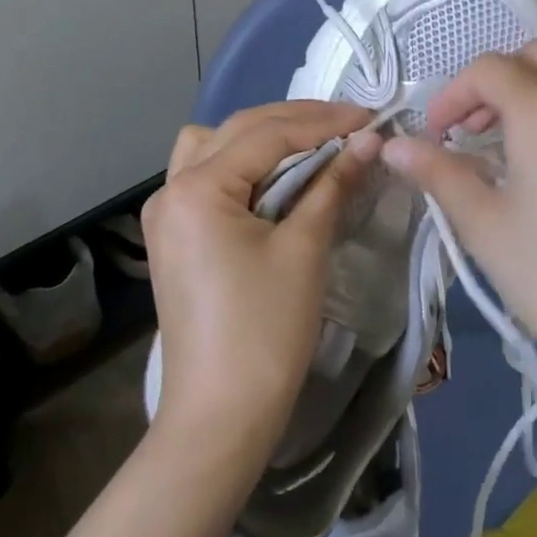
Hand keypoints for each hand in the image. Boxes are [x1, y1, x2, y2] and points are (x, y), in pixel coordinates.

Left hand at [142, 102, 378, 460]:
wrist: (219, 419)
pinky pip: (207, 175)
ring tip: (310, 144)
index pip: (268, 134)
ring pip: (215, 145)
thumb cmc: (264, 331)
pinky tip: (275, 176)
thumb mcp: (304, 249)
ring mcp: (167, 212)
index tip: (369, 118)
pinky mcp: (174, 234)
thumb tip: (369, 140)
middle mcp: (172, 188)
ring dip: (262, 136)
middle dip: (297, 122)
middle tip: (350, 125)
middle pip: (239, 130)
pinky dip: (242, 164)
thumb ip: (333, 184)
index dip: (323, 122)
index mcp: (197, 188)